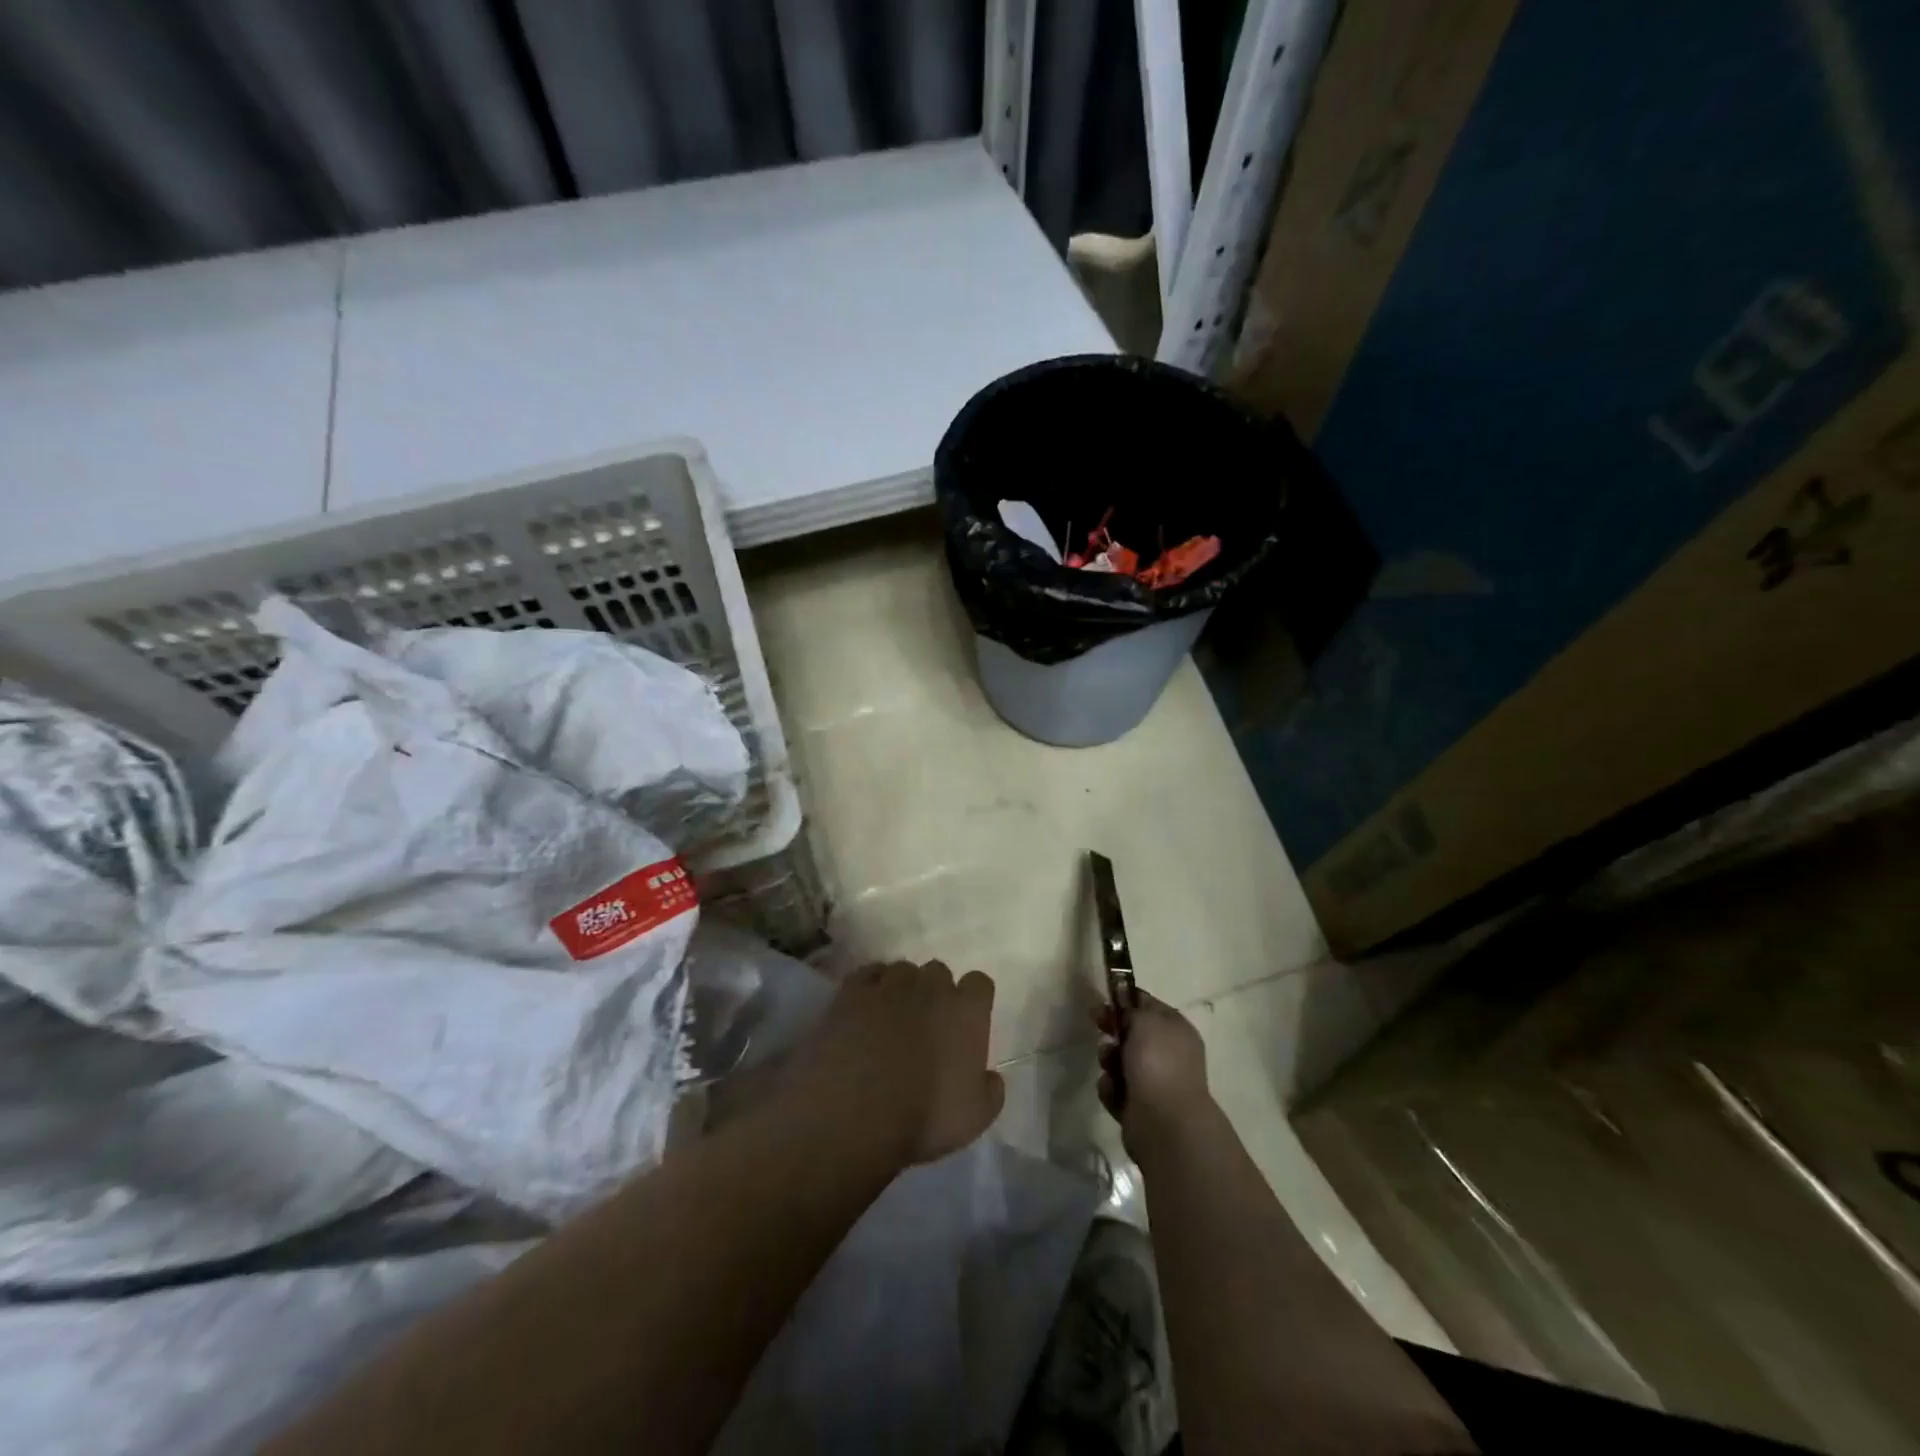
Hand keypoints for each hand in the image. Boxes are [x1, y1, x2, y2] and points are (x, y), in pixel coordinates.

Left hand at [791, 961, 1004, 1168]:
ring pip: (902, 970)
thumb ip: (991, 1091)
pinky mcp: (852, 992)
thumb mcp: (975, 1118)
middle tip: (926, 1023)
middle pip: (939, 972)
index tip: (965, 1022)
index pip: (980, 983)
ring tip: (891, 1016)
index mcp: (966, 1011)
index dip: (973, 1001)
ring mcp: (889, 985)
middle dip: (935, 992)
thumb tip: (991, 1077)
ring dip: (901, 988)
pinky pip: (867, 974)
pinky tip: (865, 1008)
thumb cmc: (924, 1119)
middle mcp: (931, 986)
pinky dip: (869, 986)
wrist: (856, 1116)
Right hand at [1095, 990, 1211, 1151]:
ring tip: (1110, 1068)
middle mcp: (1168, 1054)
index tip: (1104, 1002)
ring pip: (1120, 1061)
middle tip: (1099, 1028)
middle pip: (1132, 1034)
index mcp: (1176, 1030)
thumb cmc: (1158, 1063)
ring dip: (1109, 1061)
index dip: (1125, 1001)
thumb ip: (1132, 1009)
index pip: (1148, 1006)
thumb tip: (1126, 1010)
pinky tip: (1115, 1092)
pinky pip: (1115, 1088)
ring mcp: (1154, 1082)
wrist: (1164, 1122)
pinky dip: (1111, 1089)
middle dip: (1113, 1032)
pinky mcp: (1139, 1106)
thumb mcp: (1145, 1020)